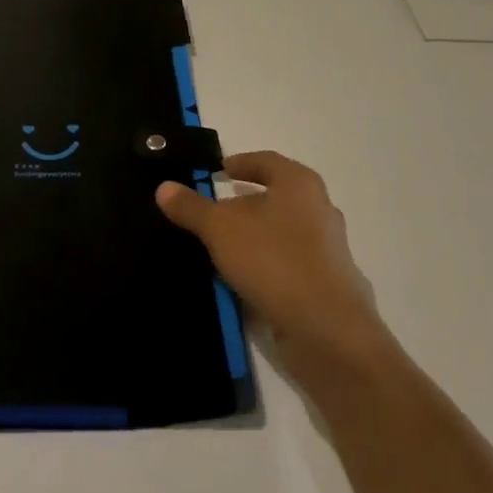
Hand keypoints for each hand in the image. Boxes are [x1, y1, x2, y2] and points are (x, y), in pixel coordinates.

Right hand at [156, 152, 387, 369]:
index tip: (217, 171)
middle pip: (276, 197)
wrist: (328, 331)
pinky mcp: (328, 284)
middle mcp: (320, 209)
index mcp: (300, 184)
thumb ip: (192, 207)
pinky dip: (266, 264)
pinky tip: (243, 279)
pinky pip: (289, 262)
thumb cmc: (274, 261)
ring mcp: (328, 249)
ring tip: (221, 247)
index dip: (240, 163)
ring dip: (254, 236)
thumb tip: (164, 188)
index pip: (266, 161)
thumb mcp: (220, 229)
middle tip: (212, 211)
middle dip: (244, 203)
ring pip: (283, 231)